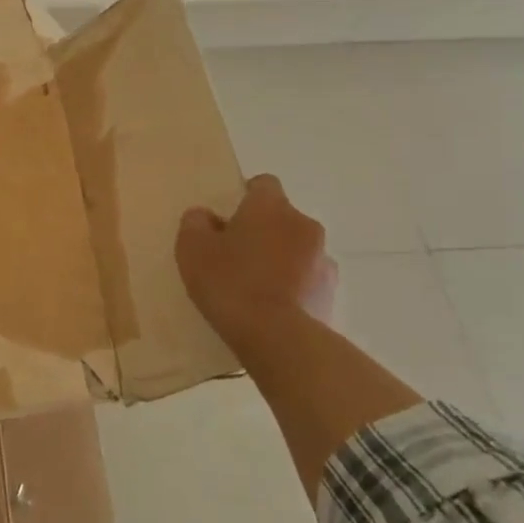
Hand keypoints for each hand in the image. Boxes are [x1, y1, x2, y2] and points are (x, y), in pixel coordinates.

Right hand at [176, 175, 337, 355]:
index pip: (263, 184)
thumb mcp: (192, 248)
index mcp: (271, 207)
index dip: (245, 197)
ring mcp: (323, 261)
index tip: (227, 219)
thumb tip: (205, 216)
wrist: (277, 338)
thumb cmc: (230, 282)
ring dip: (280, 260)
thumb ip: (195, 223)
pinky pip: (307, 282)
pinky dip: (293, 289)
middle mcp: (304, 225)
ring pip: (297, 251)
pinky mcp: (332, 295)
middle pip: (281, 219)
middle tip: (234, 256)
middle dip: (262, 231)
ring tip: (254, 288)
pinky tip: (271, 310)